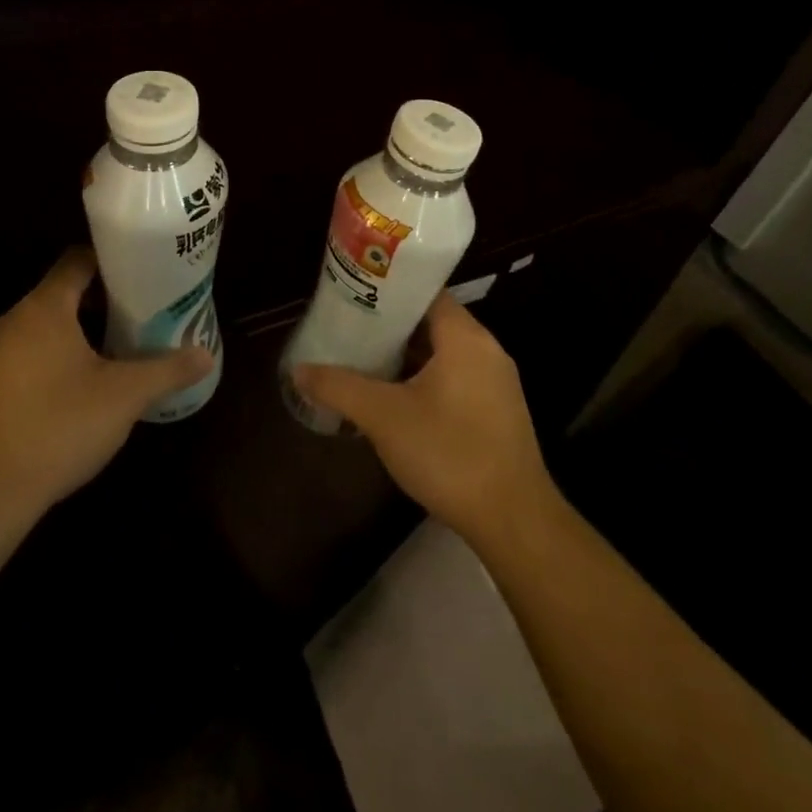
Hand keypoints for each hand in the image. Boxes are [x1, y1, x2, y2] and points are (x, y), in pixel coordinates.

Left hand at [0, 248, 212, 521]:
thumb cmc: (58, 426)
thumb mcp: (123, 397)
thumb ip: (166, 371)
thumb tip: (206, 355)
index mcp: (45, 307)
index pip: (78, 260)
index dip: (111, 261)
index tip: (142, 273)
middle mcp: (14, 319)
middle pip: (62, 292)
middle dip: (101, 300)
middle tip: (140, 314)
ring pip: (43, 326)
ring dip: (77, 331)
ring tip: (116, 349)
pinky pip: (26, 354)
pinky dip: (53, 357)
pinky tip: (77, 387)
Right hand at [290, 290, 558, 550]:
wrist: (513, 522)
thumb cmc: (449, 453)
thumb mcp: (383, 417)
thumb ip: (338, 387)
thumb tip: (298, 370)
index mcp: (465, 337)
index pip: (424, 292)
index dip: (387, 289)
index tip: (353, 294)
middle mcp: (486, 351)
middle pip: (431, 321)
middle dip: (389, 325)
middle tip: (349, 328)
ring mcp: (495, 383)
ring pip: (442, 353)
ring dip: (406, 355)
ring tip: (363, 359)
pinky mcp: (497, 413)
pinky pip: (454, 378)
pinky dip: (424, 379)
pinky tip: (394, 399)